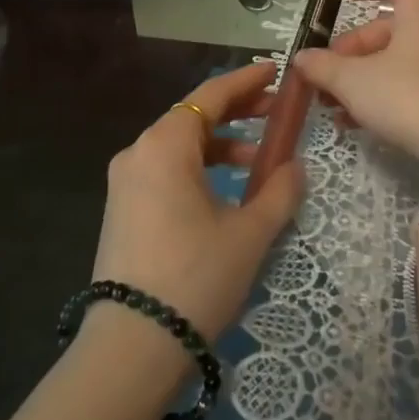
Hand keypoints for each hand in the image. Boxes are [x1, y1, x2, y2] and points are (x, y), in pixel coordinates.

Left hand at [89, 62, 305, 353]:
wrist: (131, 349)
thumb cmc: (196, 276)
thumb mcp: (250, 232)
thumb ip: (279, 190)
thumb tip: (295, 167)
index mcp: (165, 145)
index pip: (211, 95)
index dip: (246, 79)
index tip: (275, 71)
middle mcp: (139, 152)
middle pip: (194, 116)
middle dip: (238, 111)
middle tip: (277, 113)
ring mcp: (126, 183)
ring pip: (181, 146)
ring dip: (222, 144)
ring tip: (261, 161)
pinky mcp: (123, 210)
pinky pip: (168, 171)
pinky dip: (201, 168)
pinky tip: (229, 190)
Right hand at [292, 0, 418, 226]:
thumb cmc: (409, 96)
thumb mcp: (354, 81)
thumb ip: (324, 67)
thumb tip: (302, 57)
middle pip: (387, 29)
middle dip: (351, 48)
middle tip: (324, 71)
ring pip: (394, 62)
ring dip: (360, 77)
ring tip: (330, 103)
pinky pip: (406, 86)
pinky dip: (379, 96)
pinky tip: (354, 123)